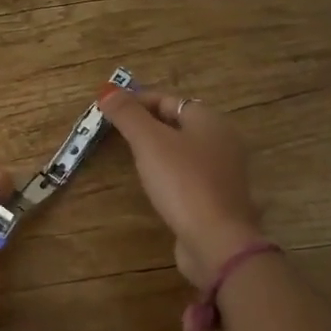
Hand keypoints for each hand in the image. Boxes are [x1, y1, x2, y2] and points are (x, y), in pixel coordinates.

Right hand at [101, 88, 263, 287]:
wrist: (216, 240)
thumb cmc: (183, 182)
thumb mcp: (149, 142)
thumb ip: (128, 115)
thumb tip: (107, 90)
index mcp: (210, 120)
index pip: (169, 99)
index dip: (138, 101)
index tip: (109, 110)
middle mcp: (222, 141)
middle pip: (179, 123)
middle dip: (148, 124)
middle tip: (116, 132)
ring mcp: (223, 172)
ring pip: (184, 150)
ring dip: (158, 149)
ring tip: (130, 155)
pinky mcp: (217, 198)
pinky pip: (188, 175)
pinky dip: (169, 172)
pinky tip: (154, 183)